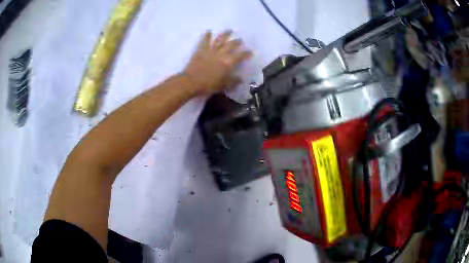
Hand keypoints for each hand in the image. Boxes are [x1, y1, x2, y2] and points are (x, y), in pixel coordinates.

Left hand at [182, 30, 251, 95]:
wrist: (191, 82)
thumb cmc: (209, 85)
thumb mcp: (224, 85)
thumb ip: (233, 81)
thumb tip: (241, 79)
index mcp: (229, 62)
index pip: (241, 56)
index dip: (246, 53)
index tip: (250, 51)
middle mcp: (221, 53)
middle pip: (231, 45)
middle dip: (237, 42)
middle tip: (240, 40)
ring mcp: (211, 50)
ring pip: (220, 39)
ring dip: (225, 34)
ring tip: (229, 30)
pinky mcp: (201, 50)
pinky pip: (205, 41)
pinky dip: (206, 35)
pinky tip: (209, 31)